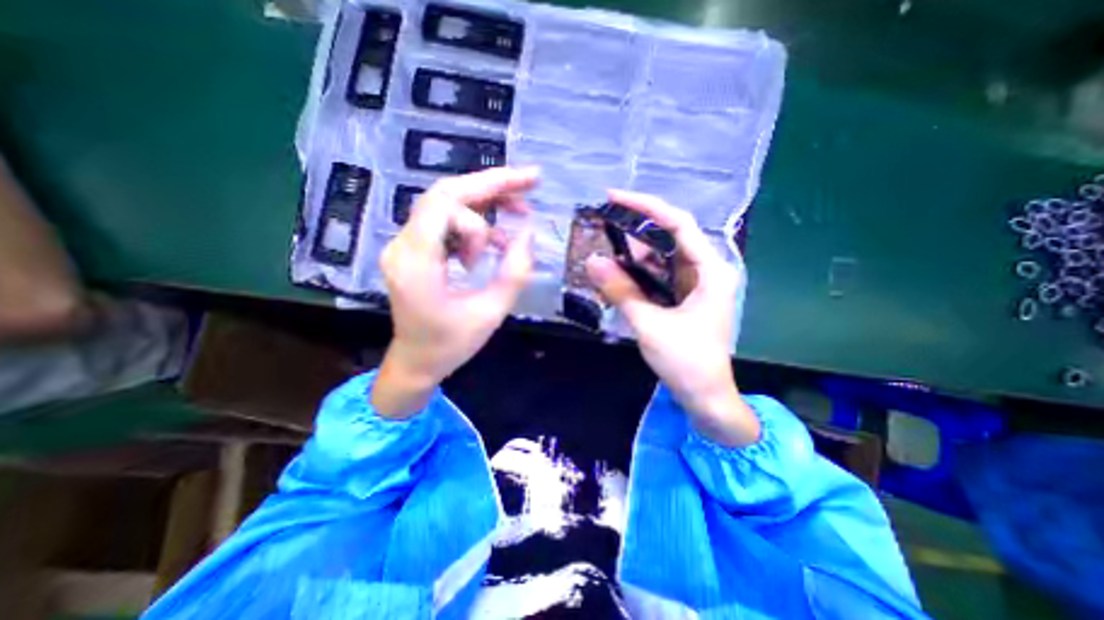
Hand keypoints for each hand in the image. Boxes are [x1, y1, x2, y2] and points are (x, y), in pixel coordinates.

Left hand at [375, 167, 539, 418]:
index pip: (446, 203)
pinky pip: (445, 225)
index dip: (488, 189)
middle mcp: (404, 246)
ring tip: (520, 214)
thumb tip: (528, 235)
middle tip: (530, 182)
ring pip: (446, 206)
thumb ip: (514, 273)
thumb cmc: (451, 345)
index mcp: (417, 263)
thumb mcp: (491, 313)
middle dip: (491, 185)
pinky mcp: (415, 252)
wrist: (416, 363)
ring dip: (485, 205)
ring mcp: (406, 247)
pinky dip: (475, 226)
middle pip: (445, 195)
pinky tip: (497, 241)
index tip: (527, 193)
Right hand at [585, 188, 759, 446]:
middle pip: (668, 238)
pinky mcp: (683, 297)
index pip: (678, 224)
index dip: (646, 207)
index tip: (614, 196)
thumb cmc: (687, 362)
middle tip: (602, 224)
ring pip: (660, 258)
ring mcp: (694, 284)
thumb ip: (621, 290)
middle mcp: (705, 271)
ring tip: (603, 251)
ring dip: (632, 255)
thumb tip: (591, 260)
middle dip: (635, 231)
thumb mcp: (649, 324)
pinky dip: (637, 275)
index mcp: (710, 271)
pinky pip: (657, 277)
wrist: (705, 397)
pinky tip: (616, 275)